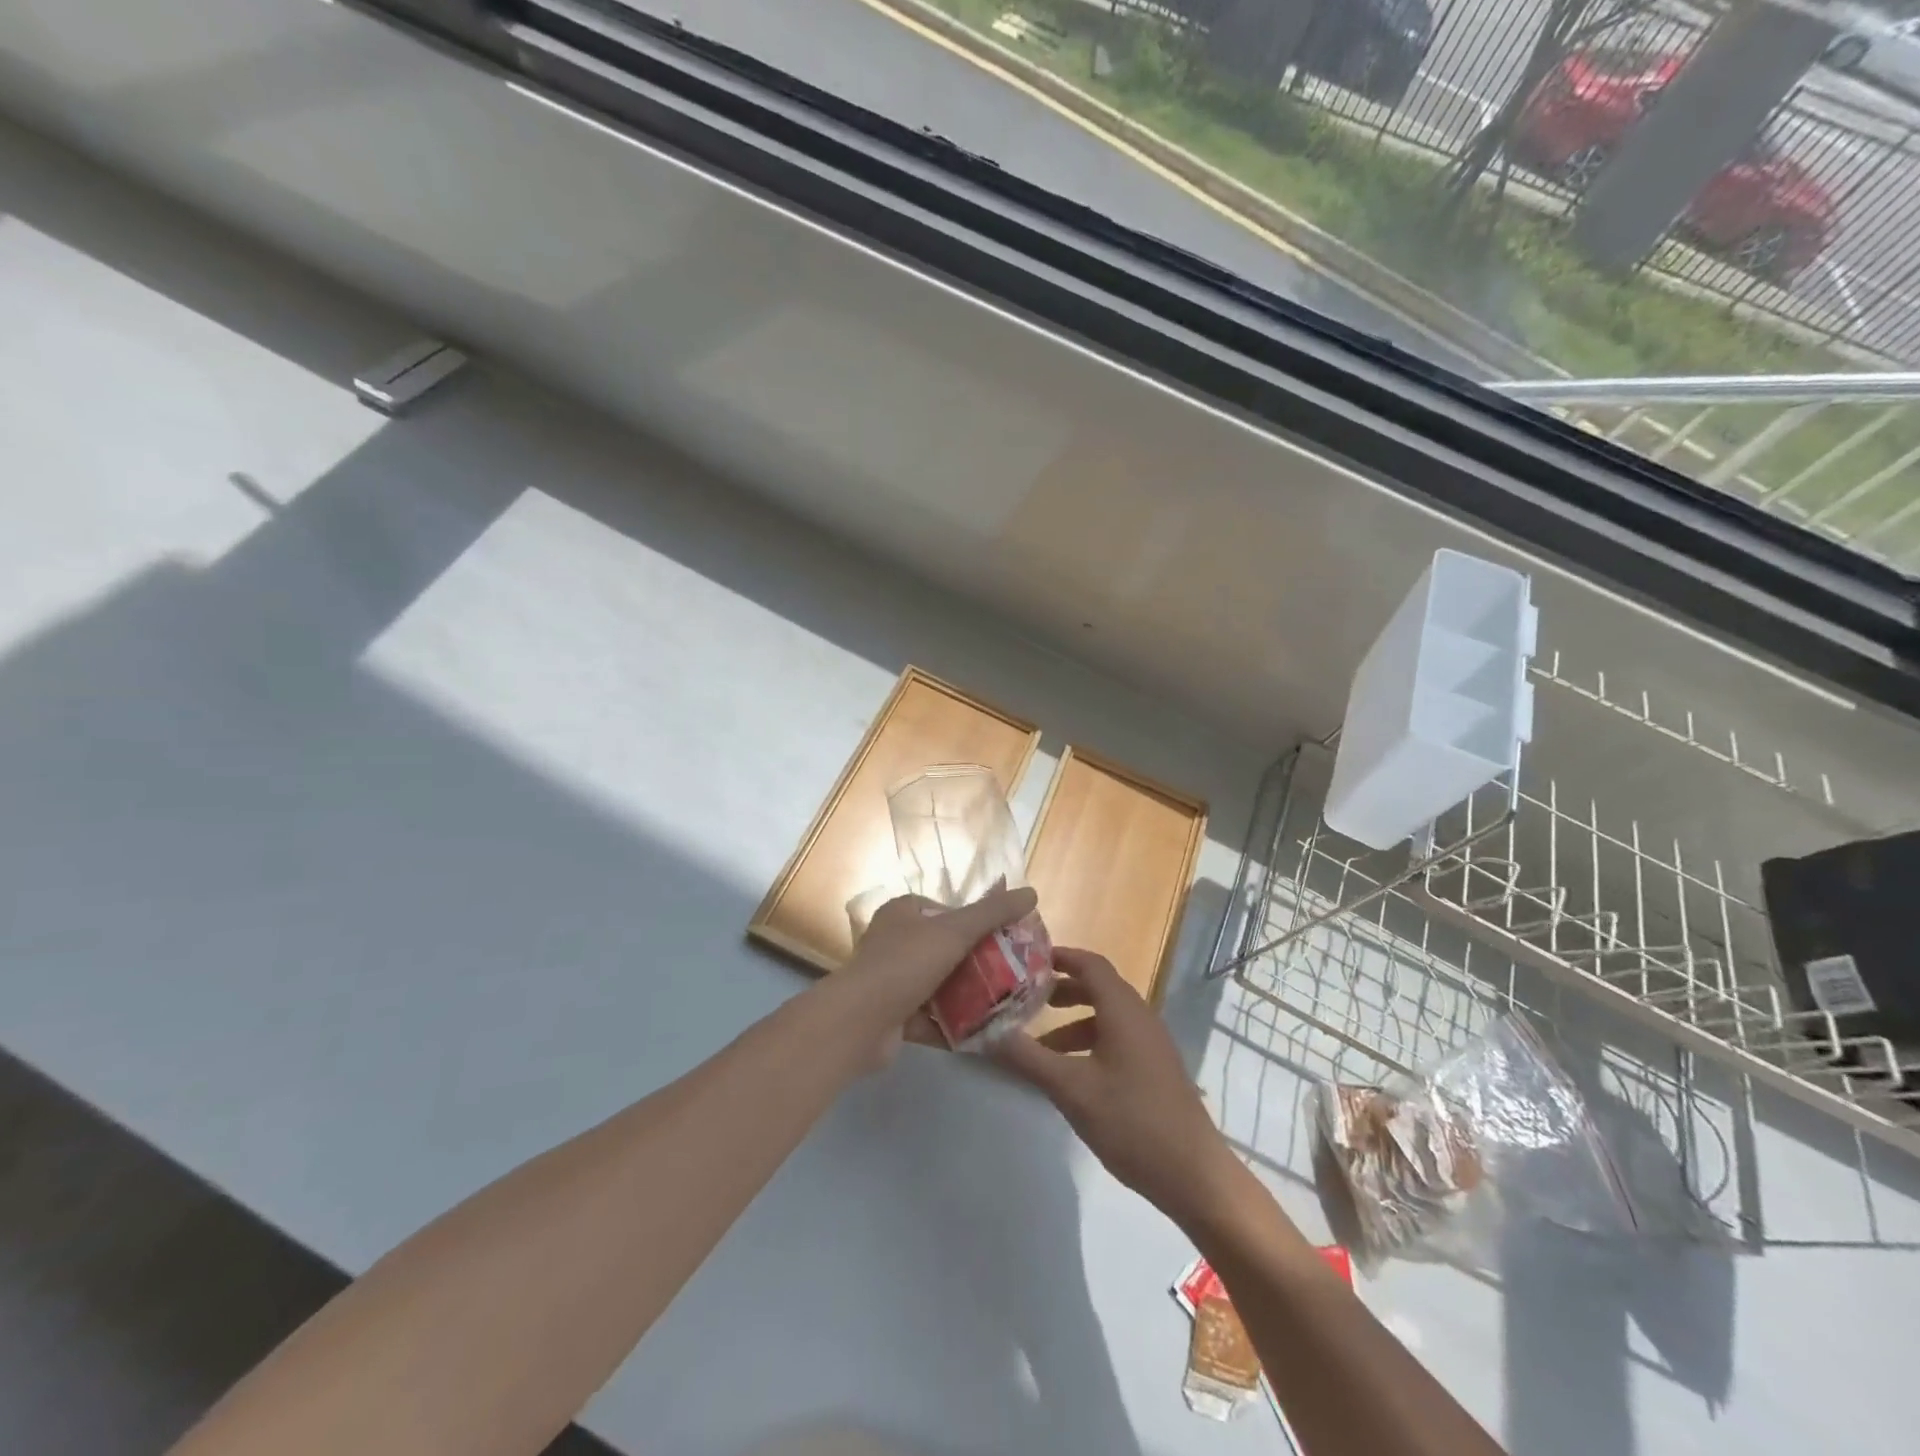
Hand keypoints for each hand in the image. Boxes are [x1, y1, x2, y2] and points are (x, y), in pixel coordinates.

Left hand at [834, 884, 1038, 1066]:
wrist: (860, 1022)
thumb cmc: (905, 964)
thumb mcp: (954, 931)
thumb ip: (992, 913)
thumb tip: (1031, 892)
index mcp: (902, 914)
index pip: (944, 910)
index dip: (974, 922)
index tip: (1003, 938)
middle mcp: (894, 943)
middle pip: (945, 949)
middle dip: (976, 962)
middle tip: (1011, 973)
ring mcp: (892, 982)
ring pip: (940, 985)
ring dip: (968, 995)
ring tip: (1005, 1002)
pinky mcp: (894, 1017)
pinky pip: (932, 1018)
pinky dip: (954, 1024)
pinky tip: (984, 1031)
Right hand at [995, 948, 1240, 1225]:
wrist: (1194, 1175)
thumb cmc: (1131, 1121)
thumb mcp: (1071, 1089)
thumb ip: (1027, 1057)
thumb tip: (986, 1032)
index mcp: (1123, 1010)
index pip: (1090, 964)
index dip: (1059, 957)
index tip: (1026, 961)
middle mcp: (1140, 1017)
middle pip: (1097, 988)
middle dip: (1060, 990)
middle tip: (1025, 1000)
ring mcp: (1151, 1044)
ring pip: (1106, 1017)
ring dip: (1072, 1023)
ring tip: (1039, 1045)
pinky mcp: (1155, 1069)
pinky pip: (1117, 1039)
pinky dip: (1089, 1043)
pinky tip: (1070, 1074)